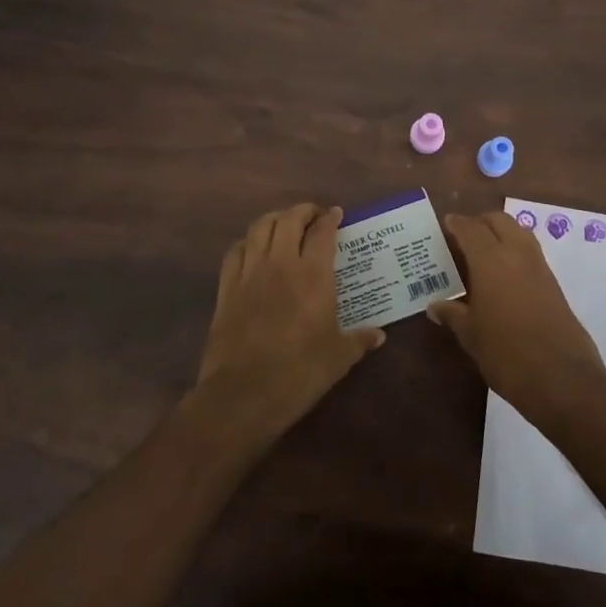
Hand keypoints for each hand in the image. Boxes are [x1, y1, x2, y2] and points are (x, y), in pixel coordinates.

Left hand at [193, 203, 383, 444]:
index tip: (337, 214)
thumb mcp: (338, 358)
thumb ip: (359, 340)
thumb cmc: (299, 374)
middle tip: (314, 216)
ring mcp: (249, 273)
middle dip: (303, 211)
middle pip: (288, 220)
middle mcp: (280, 264)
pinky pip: (236, 251)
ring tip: (285, 224)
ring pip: (259, 228)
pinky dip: (248, 241)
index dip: (330, 219)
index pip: (322, 232)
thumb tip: (379, 335)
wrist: (242, 395)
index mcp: (312, 275)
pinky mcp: (226, 288)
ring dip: (275, 218)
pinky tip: (254, 248)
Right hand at [434, 211, 605, 420]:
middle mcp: (517, 255)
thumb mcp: (471, 335)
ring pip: (520, 233)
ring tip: (483, 251)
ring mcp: (540, 268)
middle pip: (499, 221)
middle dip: (481, 222)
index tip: (446, 222)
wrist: (562, 378)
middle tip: (464, 234)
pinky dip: (515, 250)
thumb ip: (452, 314)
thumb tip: (435, 306)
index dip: (457, 223)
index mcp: (491, 261)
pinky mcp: (554, 285)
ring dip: (501, 232)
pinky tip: (504, 274)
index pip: (471, 230)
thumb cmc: (507, 353)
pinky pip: (531, 253)